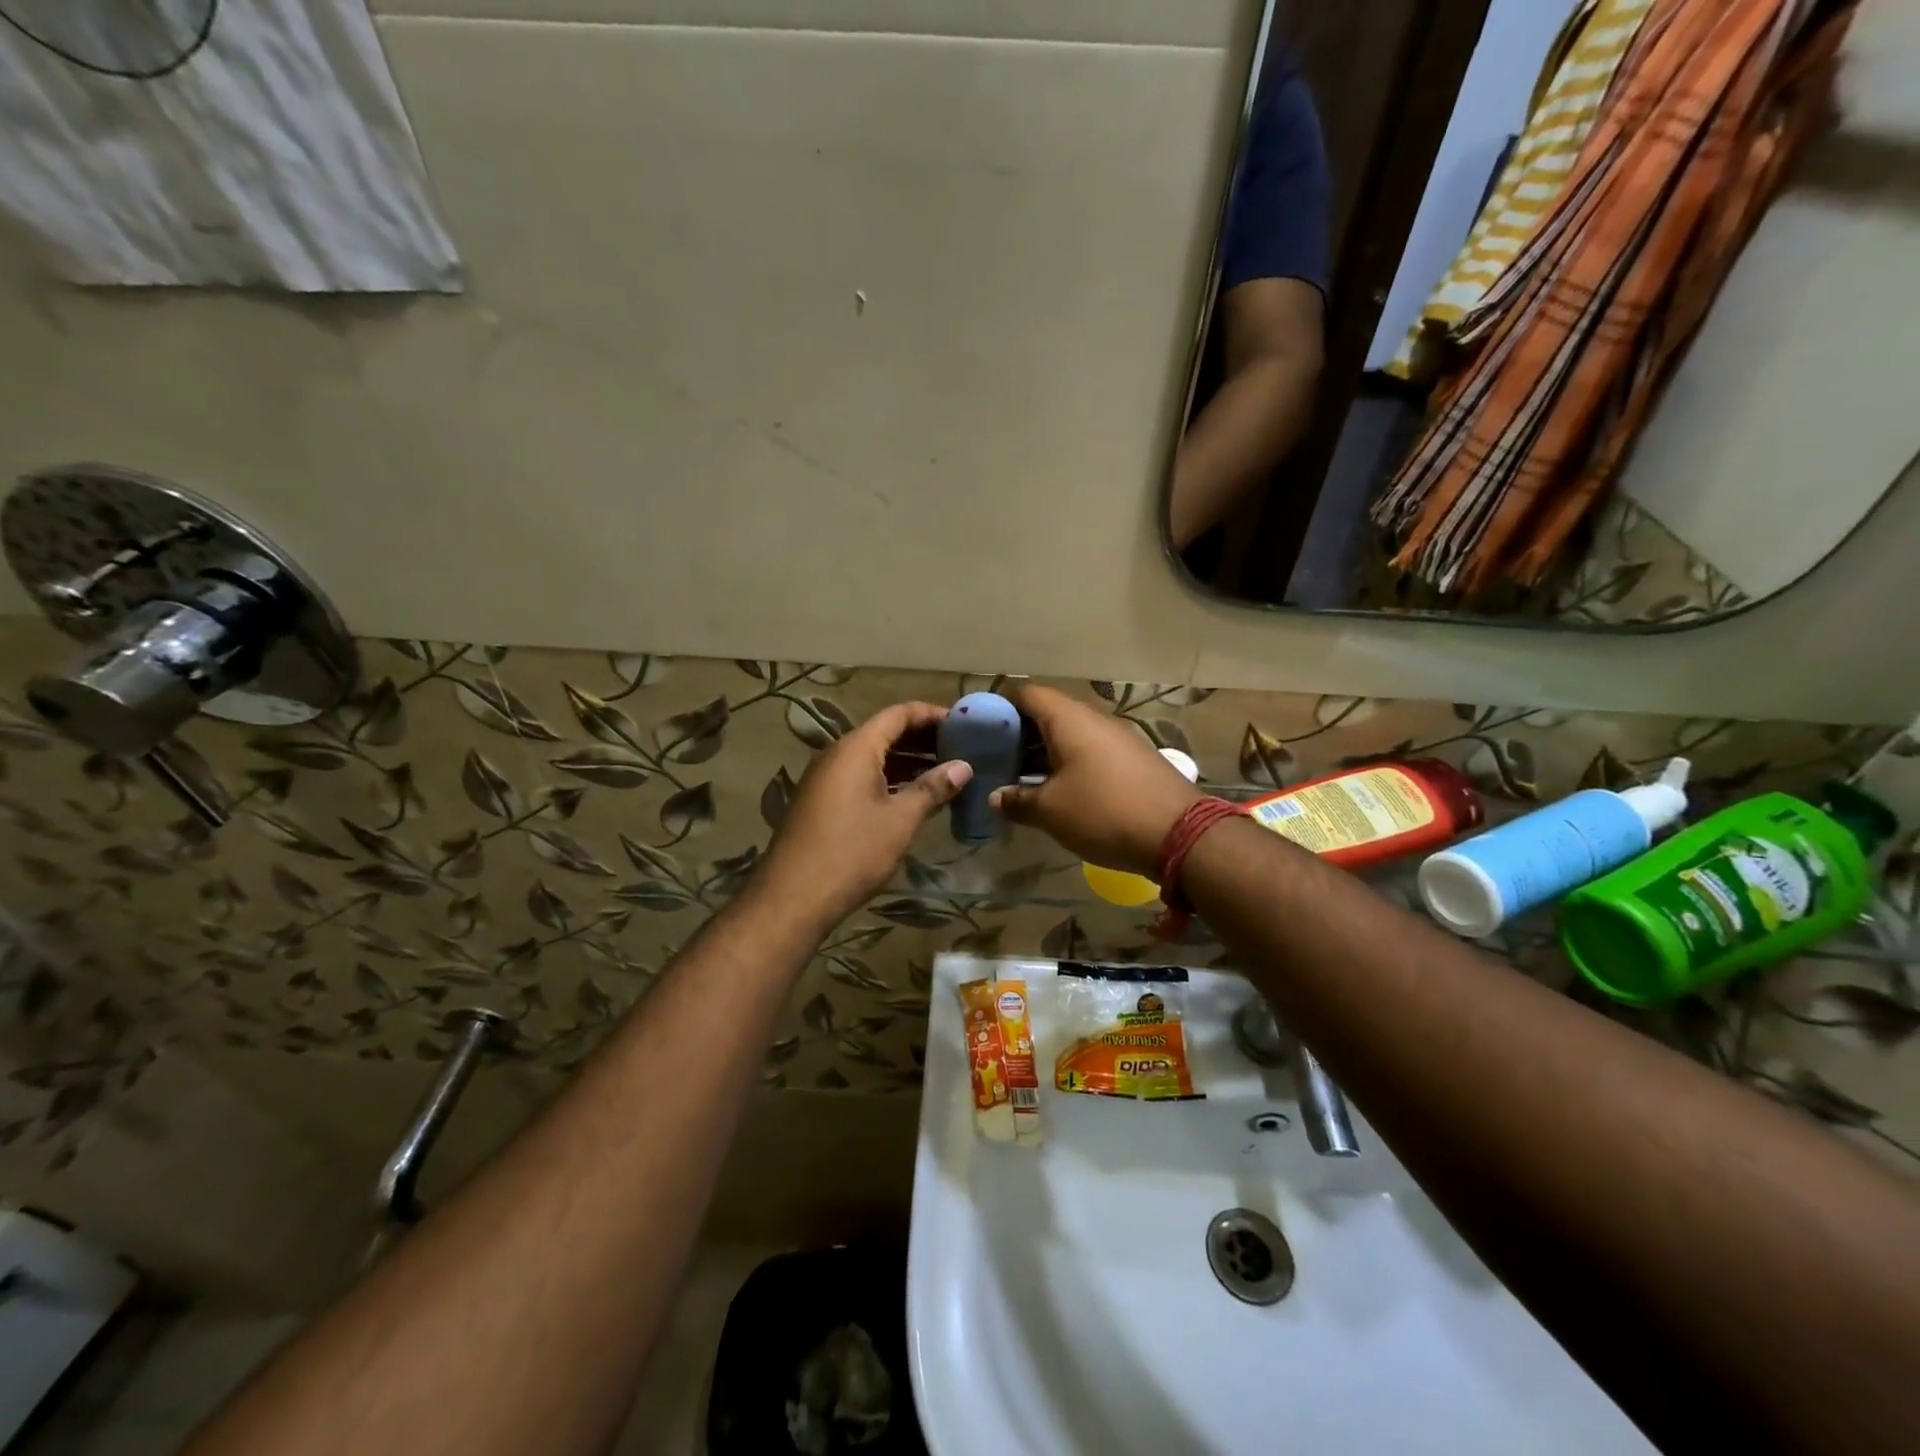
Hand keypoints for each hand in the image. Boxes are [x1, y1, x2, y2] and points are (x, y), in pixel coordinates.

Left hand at [758, 702, 972, 929]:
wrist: (792, 898)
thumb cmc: (852, 852)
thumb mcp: (900, 820)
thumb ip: (932, 789)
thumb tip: (963, 767)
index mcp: (856, 748)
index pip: (899, 714)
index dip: (932, 714)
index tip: (964, 725)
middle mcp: (837, 755)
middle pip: (885, 733)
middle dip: (923, 739)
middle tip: (961, 750)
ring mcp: (826, 779)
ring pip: (873, 758)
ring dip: (908, 762)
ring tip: (945, 774)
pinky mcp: (822, 802)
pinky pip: (861, 778)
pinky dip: (890, 780)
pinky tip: (913, 799)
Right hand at [990, 685, 1202, 877]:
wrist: (1180, 833)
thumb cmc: (1104, 812)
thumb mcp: (1050, 811)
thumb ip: (1017, 800)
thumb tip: (995, 797)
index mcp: (1069, 719)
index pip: (1027, 694)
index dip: (1001, 707)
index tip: (981, 730)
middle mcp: (1094, 719)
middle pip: (1049, 714)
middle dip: (1020, 734)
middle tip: (997, 759)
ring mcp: (1118, 738)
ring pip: (1071, 735)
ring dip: (1045, 752)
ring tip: (1022, 778)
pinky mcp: (1134, 759)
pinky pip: (1091, 751)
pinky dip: (1070, 763)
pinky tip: (1060, 791)